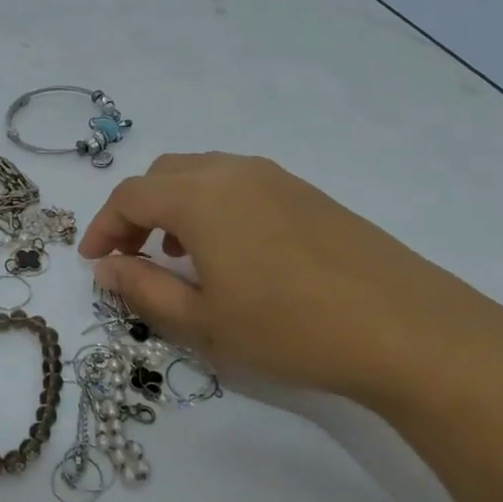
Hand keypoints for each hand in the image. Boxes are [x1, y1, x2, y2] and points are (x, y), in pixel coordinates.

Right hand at [78, 152, 502, 412]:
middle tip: (131, 256)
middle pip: (164, 175)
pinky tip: (232, 252)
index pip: (130, 196)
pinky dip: (214, 206)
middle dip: (136, 211)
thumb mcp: (203, 321)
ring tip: (178, 254)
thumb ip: (143, 290)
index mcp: (200, 196)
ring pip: (203, 174)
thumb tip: (106, 270)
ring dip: (175, 206)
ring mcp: (276, 178)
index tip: (94, 264)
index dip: (103, 228)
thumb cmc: (289, 328)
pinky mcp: (308, 193)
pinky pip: (240, 184)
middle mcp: (234, 172)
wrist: (407, 329)